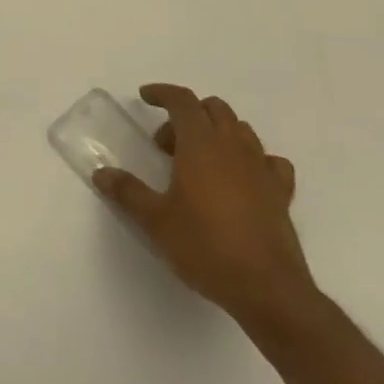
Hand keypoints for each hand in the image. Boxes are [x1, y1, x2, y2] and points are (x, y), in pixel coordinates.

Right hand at [94, 85, 317, 331]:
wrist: (268, 290)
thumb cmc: (206, 247)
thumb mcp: (156, 221)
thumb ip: (127, 192)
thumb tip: (102, 173)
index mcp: (200, 144)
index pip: (182, 100)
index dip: (162, 93)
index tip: (145, 98)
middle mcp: (233, 147)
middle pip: (213, 109)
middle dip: (187, 115)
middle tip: (166, 146)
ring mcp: (261, 168)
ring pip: (241, 129)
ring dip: (217, 132)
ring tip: (198, 160)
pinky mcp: (281, 193)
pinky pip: (269, 160)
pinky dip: (252, 159)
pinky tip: (242, 178)